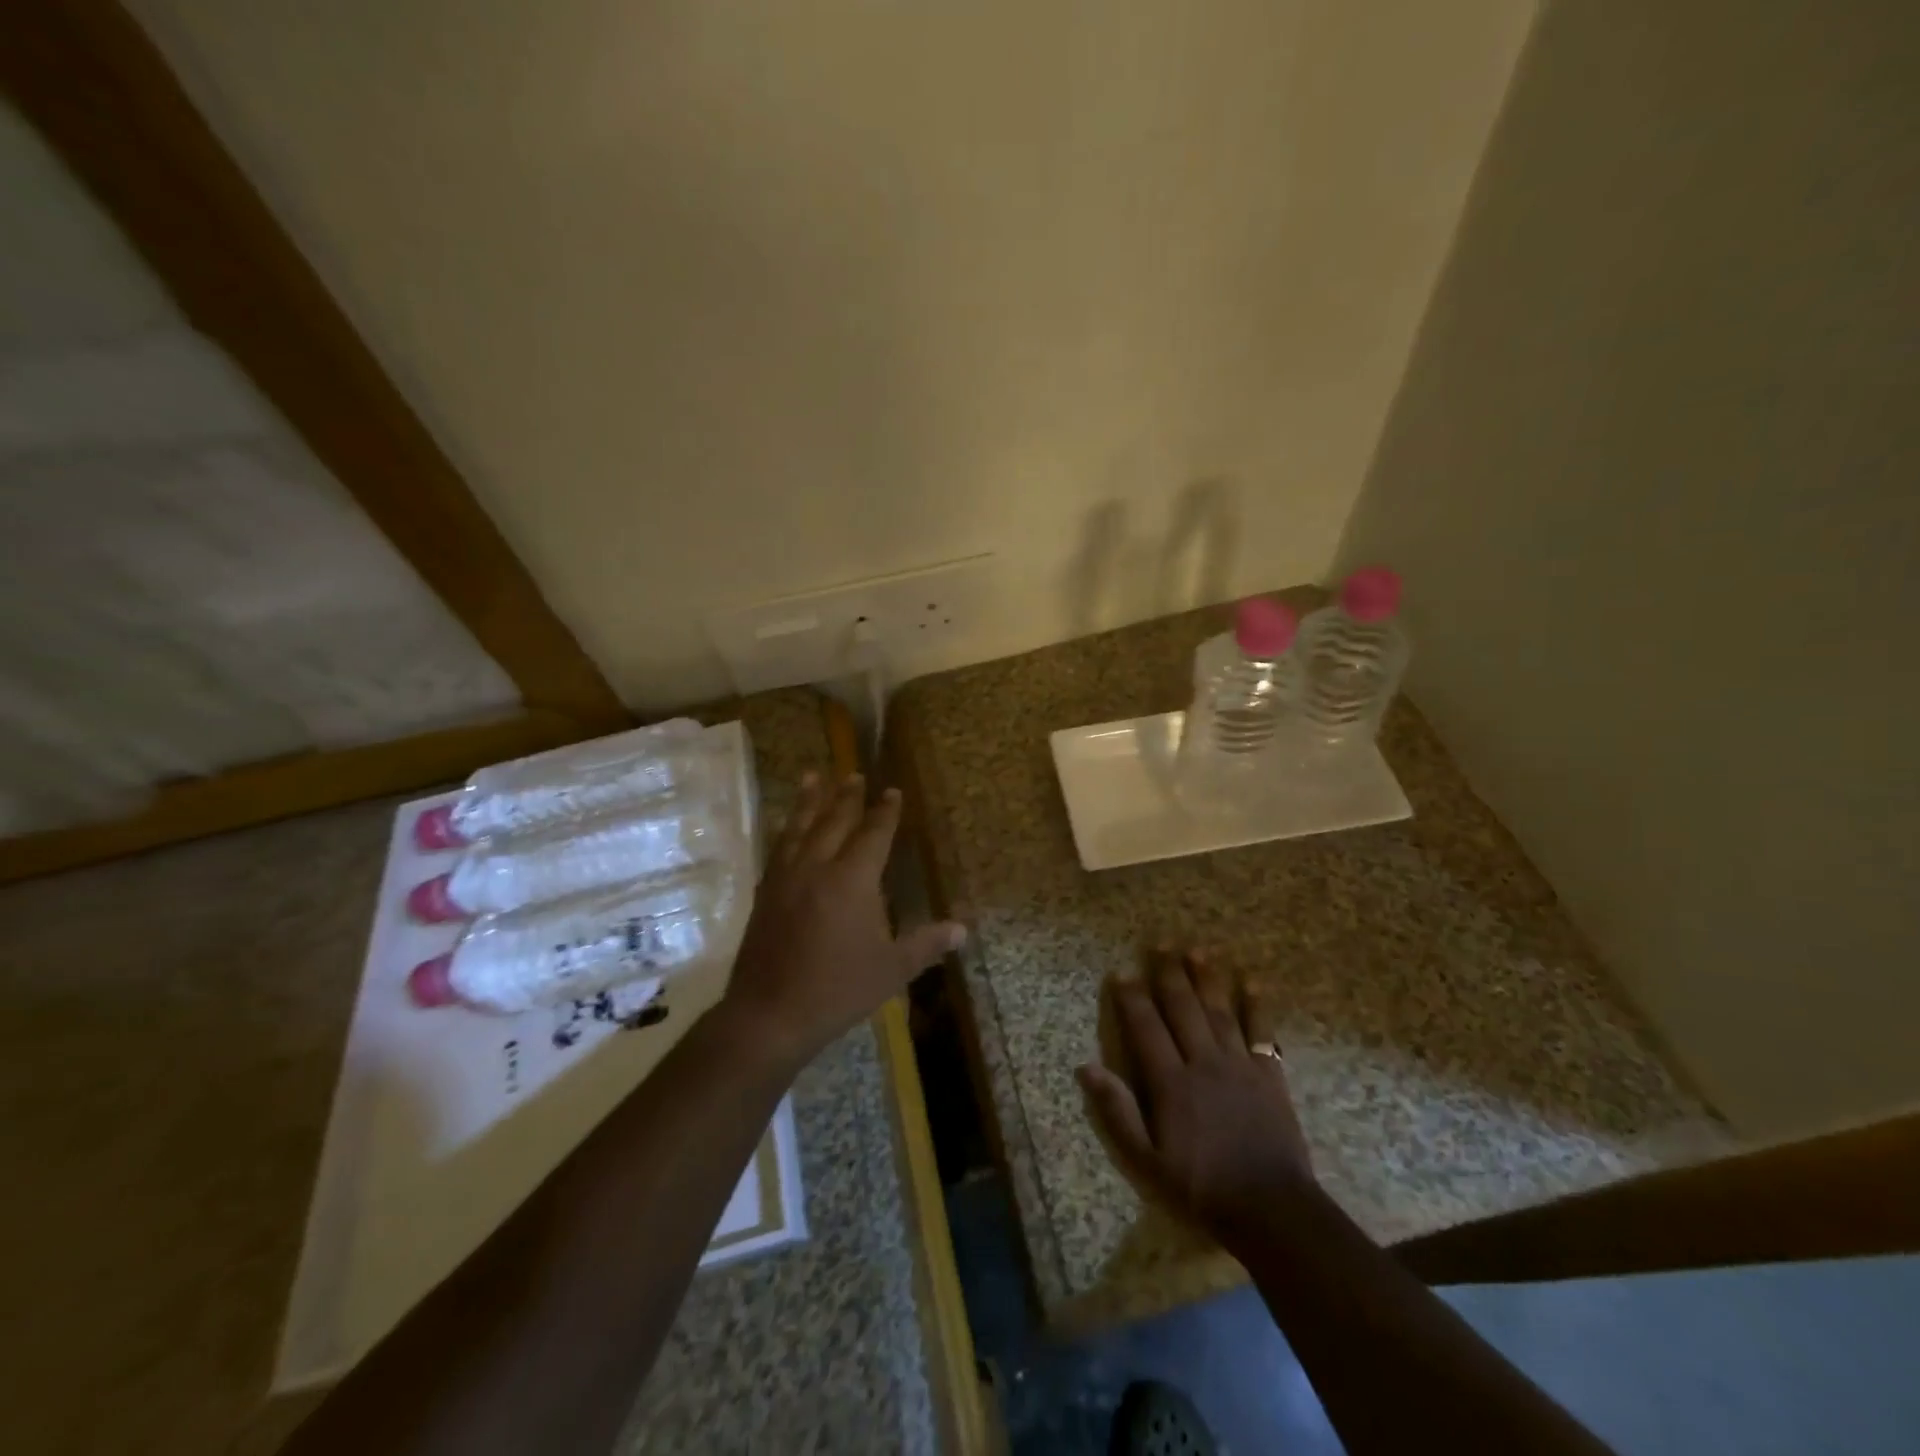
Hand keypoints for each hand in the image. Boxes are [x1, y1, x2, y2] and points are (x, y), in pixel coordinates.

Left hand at [720, 772, 964, 1068]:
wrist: (770, 1015)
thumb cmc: (838, 990)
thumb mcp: (891, 969)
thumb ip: (926, 944)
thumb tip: (962, 929)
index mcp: (852, 880)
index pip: (873, 834)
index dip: (885, 812)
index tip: (892, 791)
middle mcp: (817, 867)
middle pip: (834, 821)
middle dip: (847, 796)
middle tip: (854, 774)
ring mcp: (786, 878)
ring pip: (799, 827)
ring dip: (809, 801)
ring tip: (813, 777)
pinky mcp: (765, 894)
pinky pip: (778, 849)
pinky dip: (786, 830)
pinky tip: (787, 828)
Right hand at [1079, 949, 1314, 1249]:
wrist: (1272, 1210)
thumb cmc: (1202, 1188)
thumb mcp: (1147, 1161)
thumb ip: (1118, 1112)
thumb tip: (1087, 1068)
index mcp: (1171, 1082)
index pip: (1145, 1028)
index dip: (1132, 998)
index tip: (1120, 972)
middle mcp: (1203, 1062)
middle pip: (1182, 1009)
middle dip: (1169, 974)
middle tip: (1160, 944)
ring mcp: (1239, 1065)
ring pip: (1218, 1011)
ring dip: (1206, 979)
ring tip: (1197, 949)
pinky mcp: (1270, 1075)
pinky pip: (1262, 1032)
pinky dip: (1256, 1006)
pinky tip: (1251, 983)